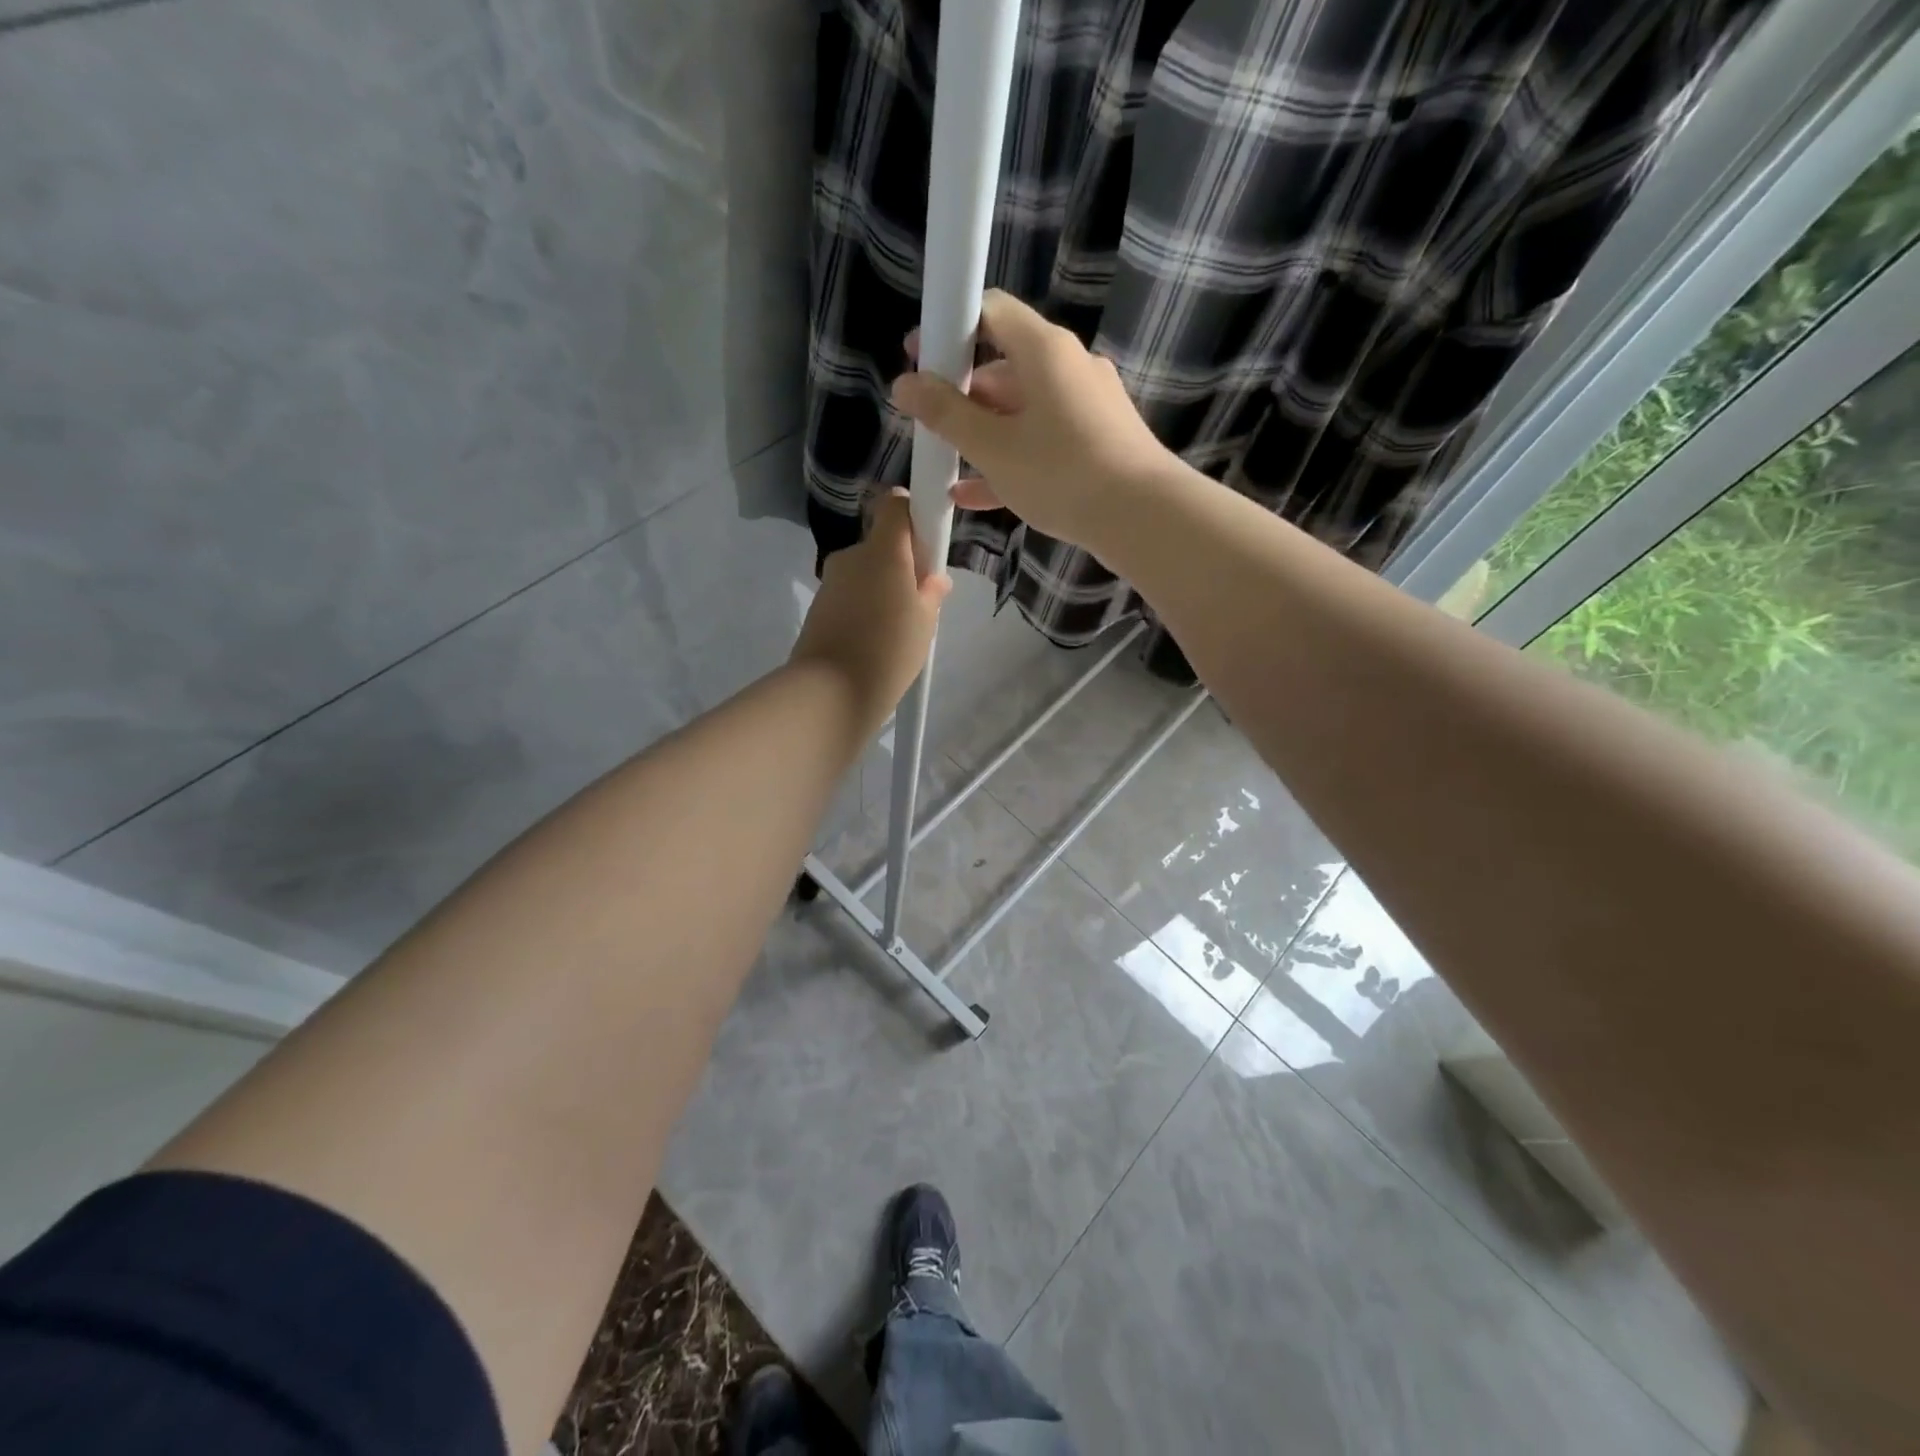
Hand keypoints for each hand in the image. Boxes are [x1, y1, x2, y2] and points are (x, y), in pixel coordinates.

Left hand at [789, 490, 950, 730]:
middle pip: (881, 545)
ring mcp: (831, 581)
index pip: (895, 505)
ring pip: (865, 573)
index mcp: (883, 550)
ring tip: (896, 631)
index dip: (913, 514)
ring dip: (881, 590)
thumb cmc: (889, 649)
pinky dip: (864, 609)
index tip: (927, 543)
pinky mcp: (819, 607)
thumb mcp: (925, 622)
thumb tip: (934, 578)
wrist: (831, 691)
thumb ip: (932, 593)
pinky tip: (874, 641)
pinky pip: (850, 596)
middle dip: (901, 565)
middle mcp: (852, 556)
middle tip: (919, 602)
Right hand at [890, 289, 1176, 552]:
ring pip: (1023, 410)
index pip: (990, 311)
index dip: (949, 329)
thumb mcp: (994, 447)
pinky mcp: (1099, 441)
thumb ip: (945, 414)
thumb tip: (904, 384)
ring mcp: (1088, 405)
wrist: (1142, 517)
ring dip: (984, 433)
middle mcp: (1070, 366)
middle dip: (963, 394)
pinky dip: (1012, 457)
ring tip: (947, 462)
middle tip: (930, 423)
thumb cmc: (1061, 473)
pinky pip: (1044, 440)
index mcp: (1044, 350)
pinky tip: (975, 494)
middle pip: (1005, 365)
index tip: (919, 356)